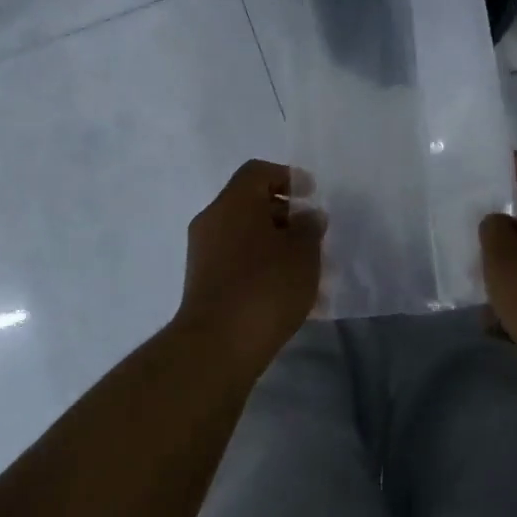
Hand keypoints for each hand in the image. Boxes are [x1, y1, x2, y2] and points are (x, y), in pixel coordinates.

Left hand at [173, 159, 323, 367]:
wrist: (218, 344)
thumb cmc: (266, 286)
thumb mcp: (302, 253)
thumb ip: (309, 228)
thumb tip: (307, 216)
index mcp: (233, 203)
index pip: (257, 172)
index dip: (287, 177)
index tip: (311, 195)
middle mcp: (213, 220)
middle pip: (250, 204)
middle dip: (285, 215)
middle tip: (313, 234)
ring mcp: (204, 253)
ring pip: (245, 235)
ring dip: (275, 244)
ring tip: (306, 268)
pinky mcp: (204, 282)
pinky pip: (237, 260)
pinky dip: (261, 265)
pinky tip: (286, 291)